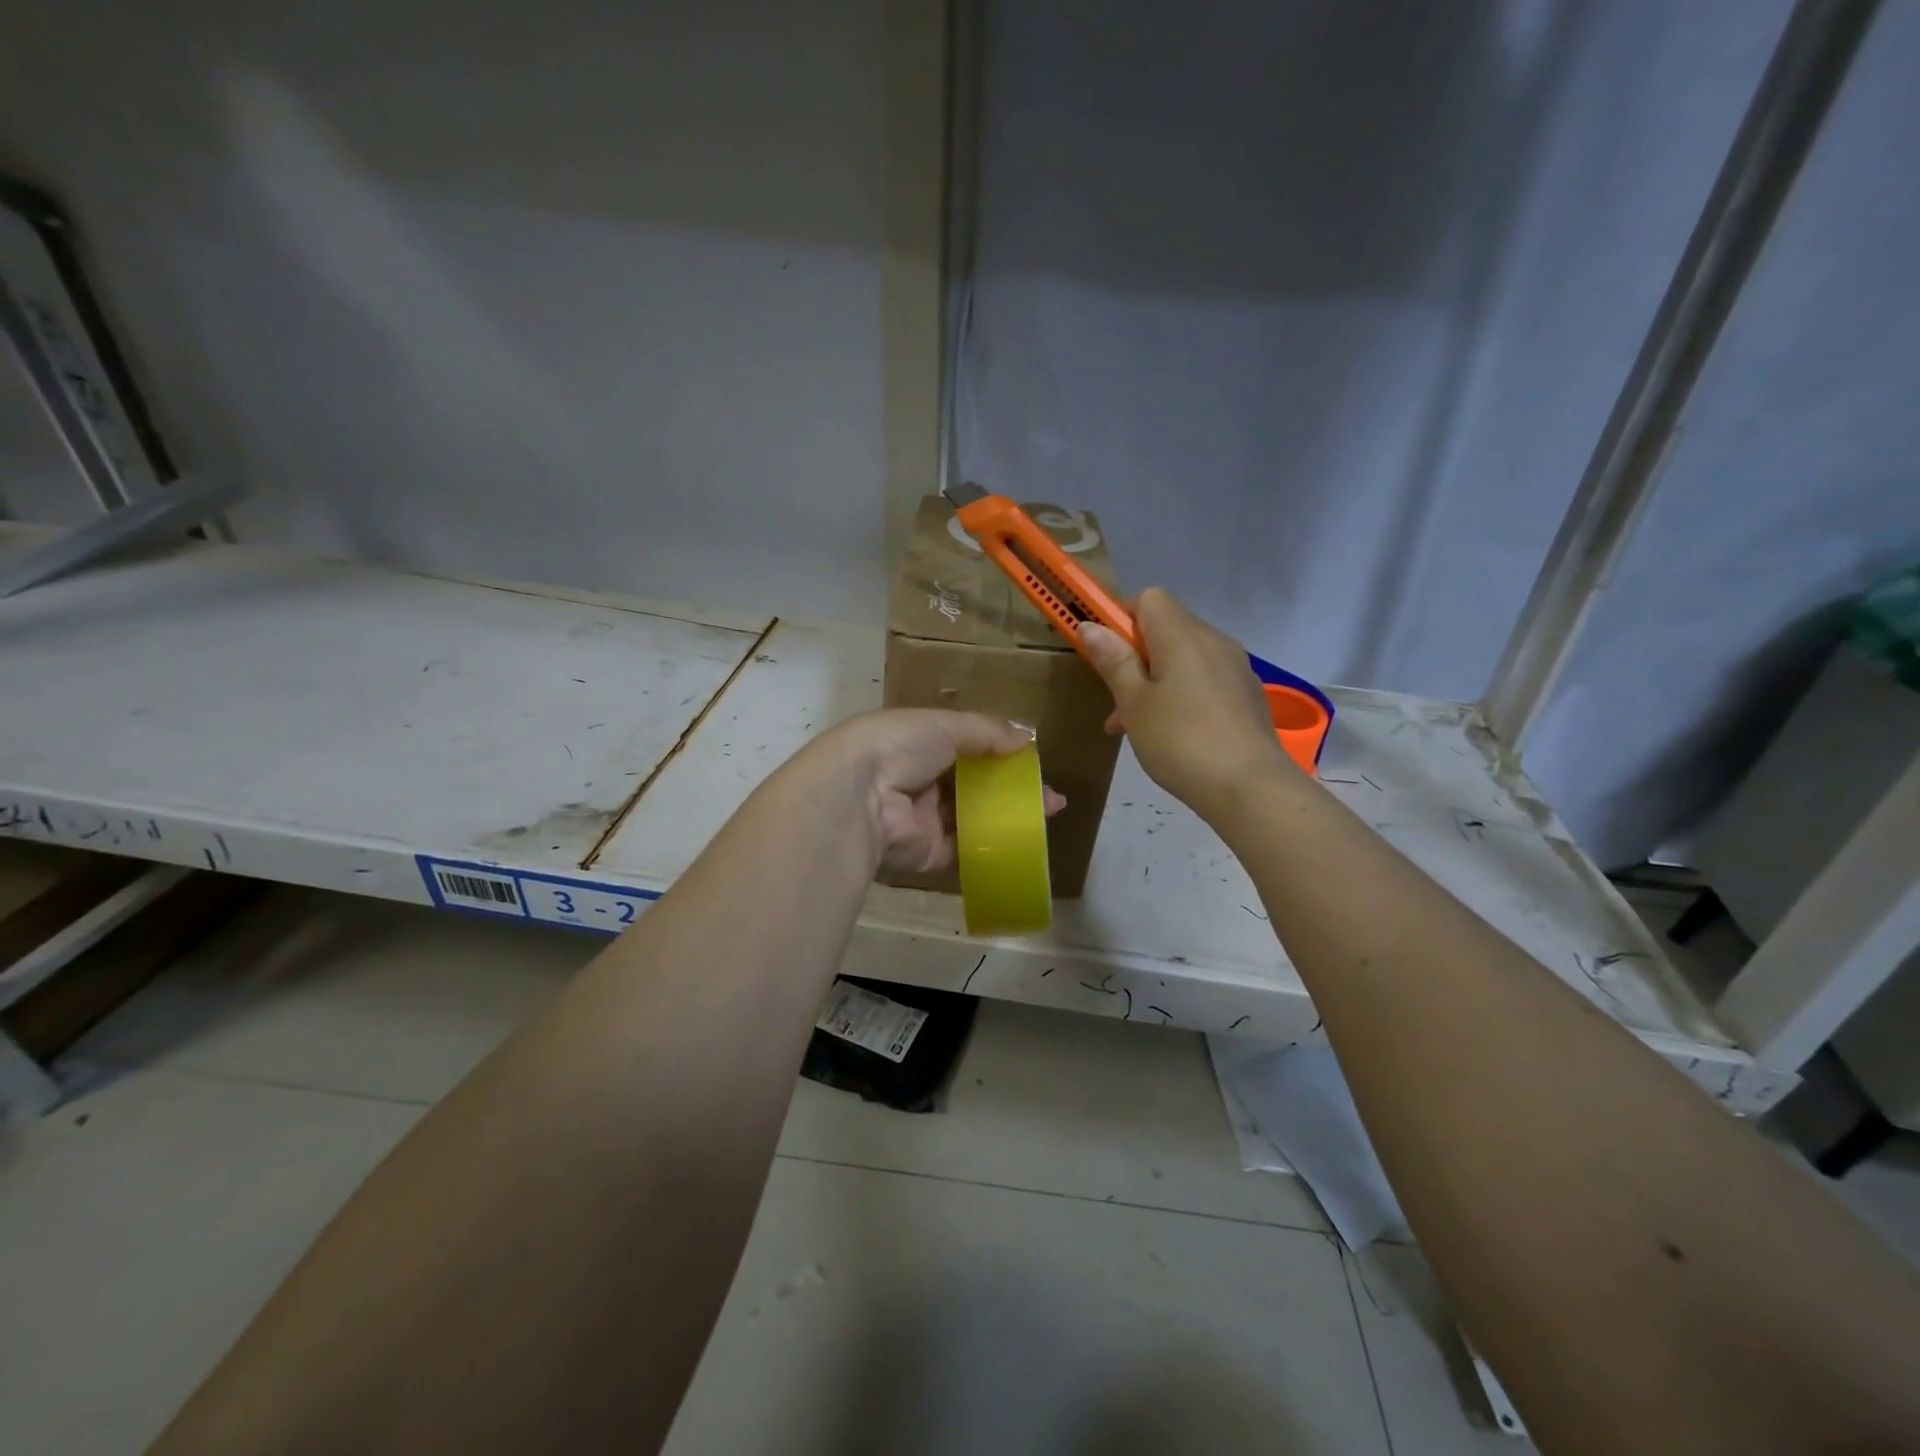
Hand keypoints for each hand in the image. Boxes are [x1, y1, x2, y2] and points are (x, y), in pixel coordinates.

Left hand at [809, 709, 1065, 875]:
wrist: (858, 797)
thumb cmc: (898, 746)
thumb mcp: (944, 725)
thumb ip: (987, 731)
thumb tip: (1027, 737)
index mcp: (915, 744)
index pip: (963, 746)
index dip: (998, 751)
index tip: (1031, 759)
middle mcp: (918, 781)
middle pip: (972, 786)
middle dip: (1010, 789)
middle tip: (1048, 795)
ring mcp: (923, 820)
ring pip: (972, 818)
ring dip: (1008, 817)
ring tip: (1048, 815)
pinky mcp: (928, 854)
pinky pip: (966, 850)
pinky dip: (994, 846)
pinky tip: (1026, 841)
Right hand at [1078, 588, 1289, 818]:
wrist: (1250, 787)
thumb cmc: (1180, 742)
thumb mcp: (1134, 703)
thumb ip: (1114, 661)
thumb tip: (1090, 625)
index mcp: (1182, 635)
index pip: (1148, 598)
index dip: (1121, 619)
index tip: (1107, 656)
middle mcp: (1213, 640)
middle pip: (1166, 628)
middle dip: (1135, 656)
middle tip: (1117, 700)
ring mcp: (1235, 667)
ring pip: (1184, 658)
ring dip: (1156, 680)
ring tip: (1136, 726)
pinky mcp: (1247, 693)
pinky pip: (1204, 679)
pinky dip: (1182, 694)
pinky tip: (1173, 735)